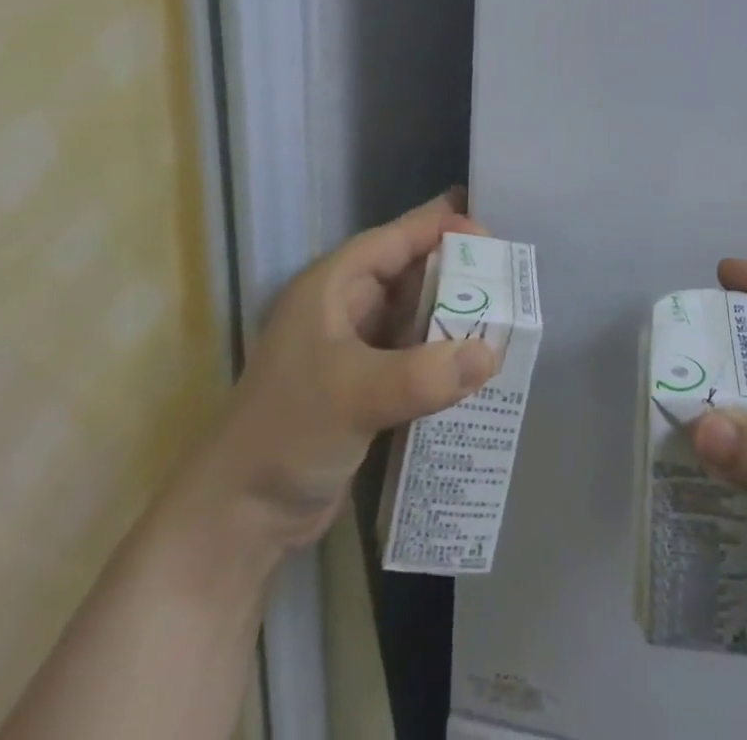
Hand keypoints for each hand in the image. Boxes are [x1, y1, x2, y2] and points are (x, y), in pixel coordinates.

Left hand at [195, 190, 498, 550]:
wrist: (239, 520)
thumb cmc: (287, 434)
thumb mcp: (355, 396)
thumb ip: (423, 374)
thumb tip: (491, 354)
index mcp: (333, 287)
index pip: (394, 239)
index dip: (439, 227)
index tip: (489, 231)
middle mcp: (345, 309)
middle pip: (410, 273)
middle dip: (456, 271)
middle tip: (507, 274)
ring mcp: (355, 349)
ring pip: (415, 315)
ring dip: (453, 315)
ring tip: (504, 313)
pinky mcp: (366, 387)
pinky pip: (415, 355)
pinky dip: (444, 355)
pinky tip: (478, 362)